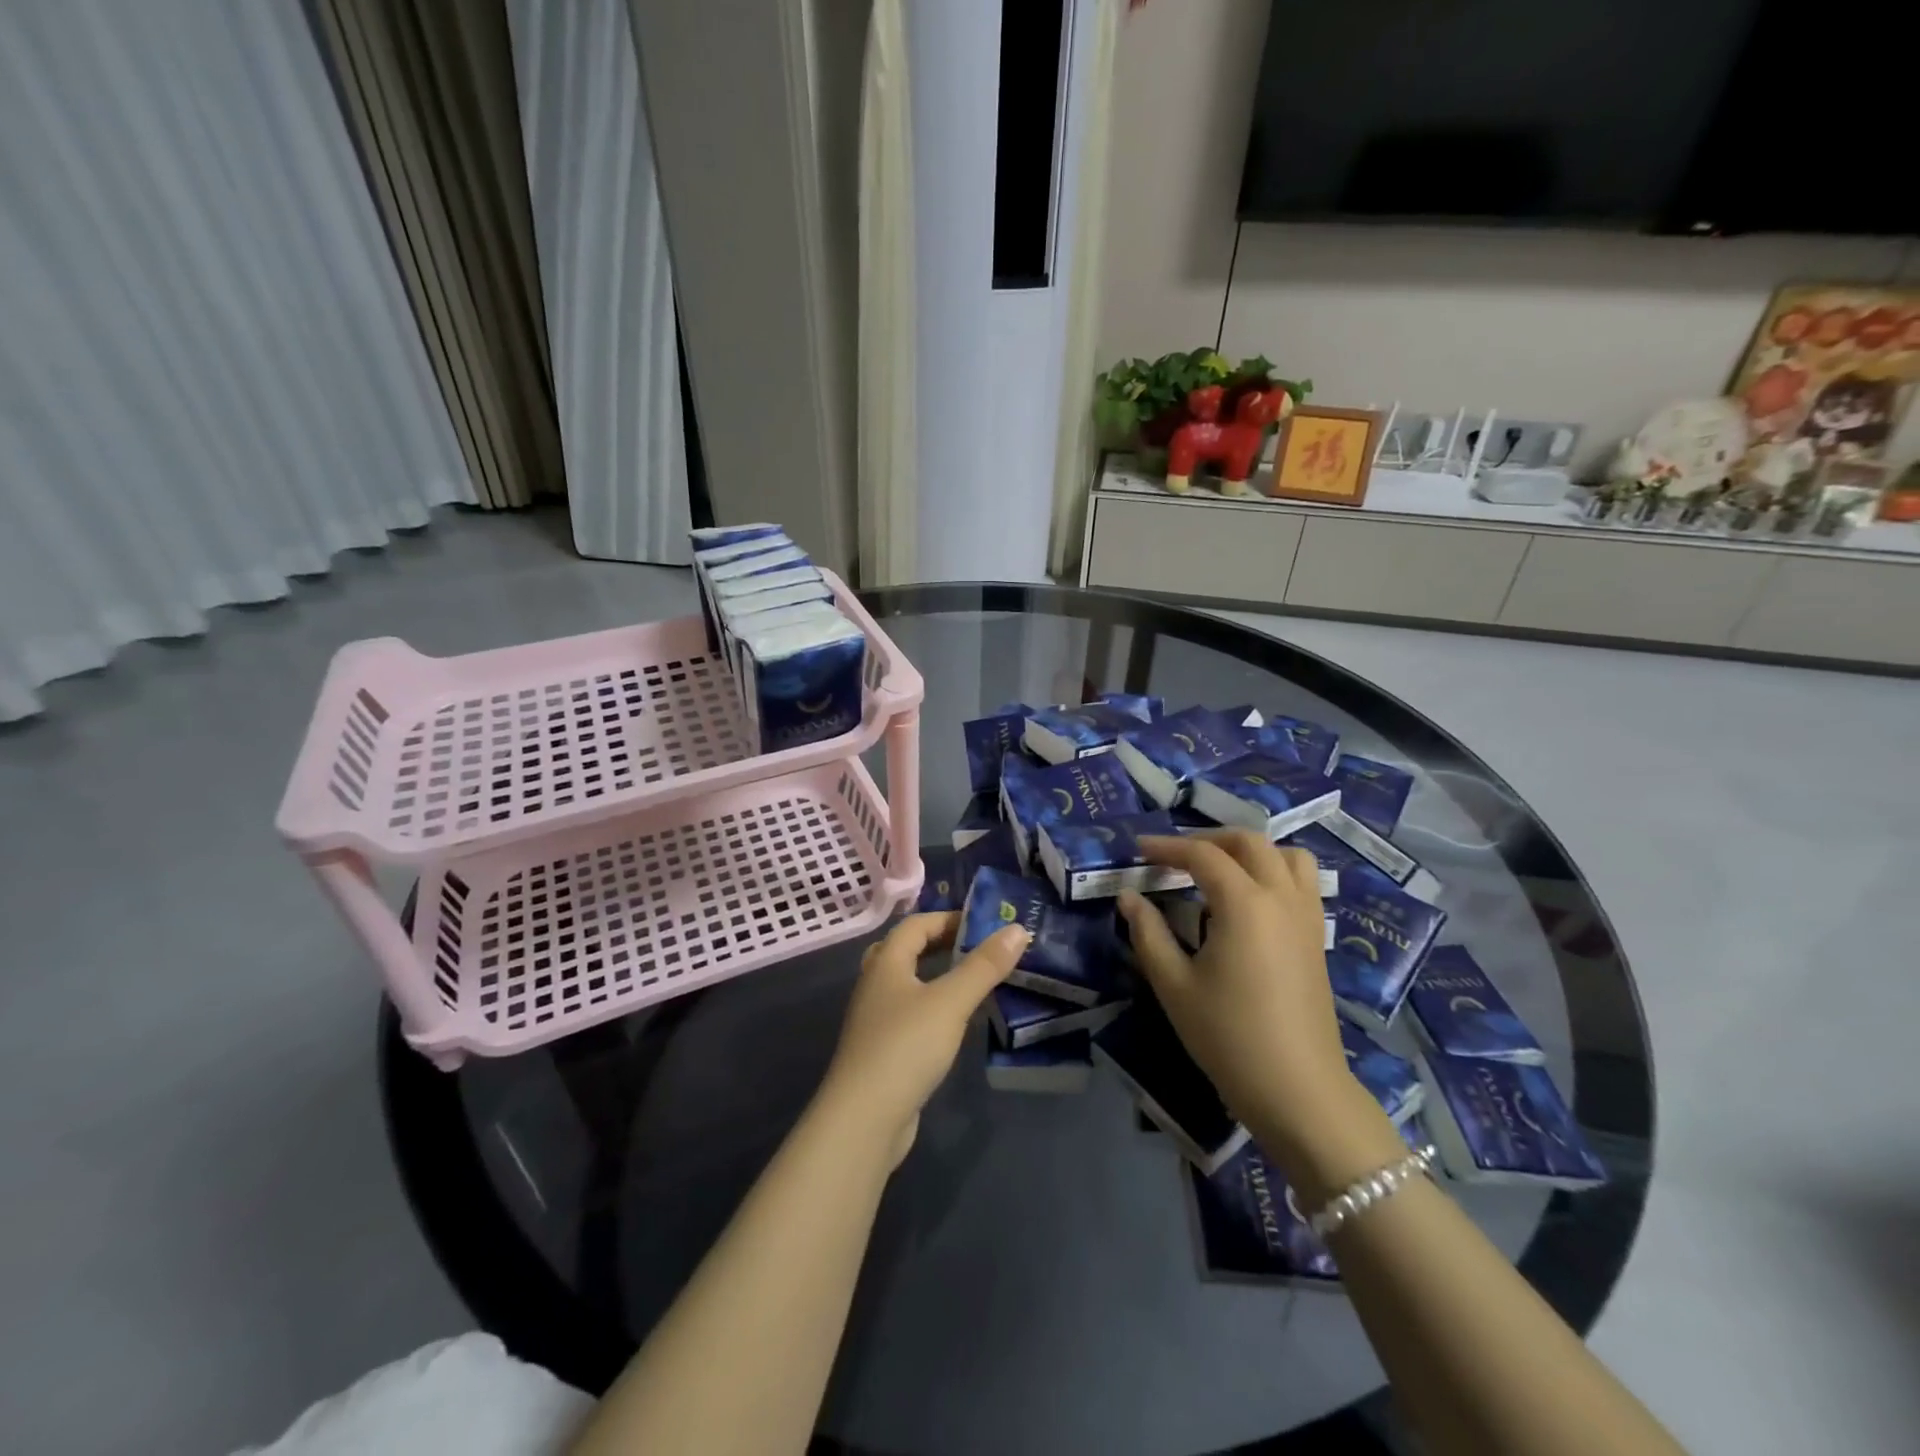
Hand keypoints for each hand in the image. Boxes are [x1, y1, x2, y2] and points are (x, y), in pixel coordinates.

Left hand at [820, 912, 1028, 1165]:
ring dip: (938, 977)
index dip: (948, 918)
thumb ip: (984, 966)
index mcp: (885, 963)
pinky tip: (956, 1023)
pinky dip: (934, 1008)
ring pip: (908, 984)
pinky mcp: (883, 1050)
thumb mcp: (951, 1002)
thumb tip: (1017, 930)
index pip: (916, 924)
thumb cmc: (906, 1047)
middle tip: (979, 949)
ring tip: (974, 981)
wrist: (864, 1119)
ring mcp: (876, 1019)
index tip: (984, 924)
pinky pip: (911, 1014)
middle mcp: (875, 984)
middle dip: (942, 944)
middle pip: (907, 950)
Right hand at [1117, 830, 1365, 1164]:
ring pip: (1285, 856)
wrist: (1298, 1090)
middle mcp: (1281, 897)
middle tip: (1174, 856)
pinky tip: (1249, 900)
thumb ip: (1148, 933)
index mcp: (1244, 903)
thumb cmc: (1228, 1036)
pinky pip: (1301, 882)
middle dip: (1208, 839)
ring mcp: (1306, 916)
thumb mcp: (1174, 984)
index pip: (1202, 855)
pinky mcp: (1317, 938)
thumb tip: (1129, 897)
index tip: (1138, 849)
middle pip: (1249, 842)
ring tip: (1218, 869)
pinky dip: (1273, 871)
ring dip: (1249, 851)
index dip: (1167, 847)